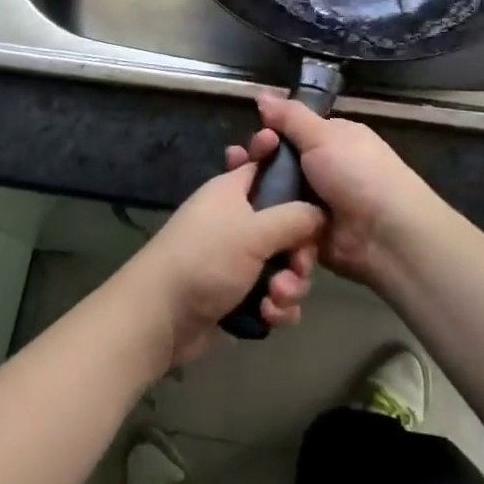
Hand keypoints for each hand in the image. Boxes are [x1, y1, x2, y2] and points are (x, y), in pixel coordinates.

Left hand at [121, 161, 323, 367]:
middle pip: (288, 224)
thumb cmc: (205, 257)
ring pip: (285, 264)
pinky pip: (274, 295)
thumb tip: (322, 212)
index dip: (292, 170)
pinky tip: (267, 317)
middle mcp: (239, 219)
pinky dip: (276, 307)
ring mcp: (240, 259)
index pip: (268, 165)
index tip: (315, 181)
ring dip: (289, 286)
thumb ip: (295, 217)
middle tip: (296, 267)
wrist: (161, 318)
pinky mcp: (241, 294)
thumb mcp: (254, 230)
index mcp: (235, 190)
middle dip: (299, 252)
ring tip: (275, 299)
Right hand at [235, 93, 441, 288]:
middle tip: (234, 167)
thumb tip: (262, 94)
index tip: (250, 143)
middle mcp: (324, 170)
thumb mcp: (323, 136)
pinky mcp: (310, 237)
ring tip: (233, 198)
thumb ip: (290, 117)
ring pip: (277, 198)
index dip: (268, 136)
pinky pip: (282, 228)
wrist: (386, 235)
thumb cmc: (357, 173)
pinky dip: (268, 227)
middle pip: (279, 166)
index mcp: (332, 140)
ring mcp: (316, 205)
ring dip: (256, 198)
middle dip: (255, 167)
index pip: (290, 133)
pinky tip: (244, 224)